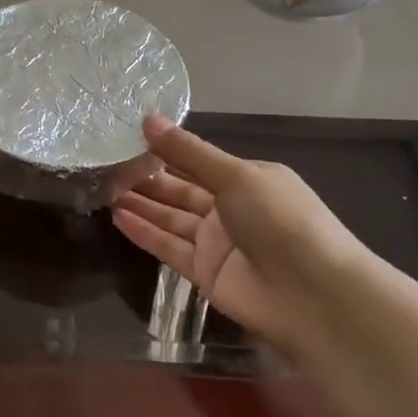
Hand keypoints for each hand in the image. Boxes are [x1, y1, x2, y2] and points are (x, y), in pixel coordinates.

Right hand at [112, 117, 370, 349]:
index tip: (126, 138)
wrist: (315, 297)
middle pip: (181, 189)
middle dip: (146, 177)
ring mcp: (218, 243)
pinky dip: (145, 233)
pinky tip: (117, 217)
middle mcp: (232, 208)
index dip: (164, 151)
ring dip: (141, 204)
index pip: (197, 161)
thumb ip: (188, 152)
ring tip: (102, 188)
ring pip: (171, 218)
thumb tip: (147, 119)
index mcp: (248, 179)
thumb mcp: (235, 176)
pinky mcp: (206, 273)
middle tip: (105, 164)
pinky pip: (169, 247)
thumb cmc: (280, 221)